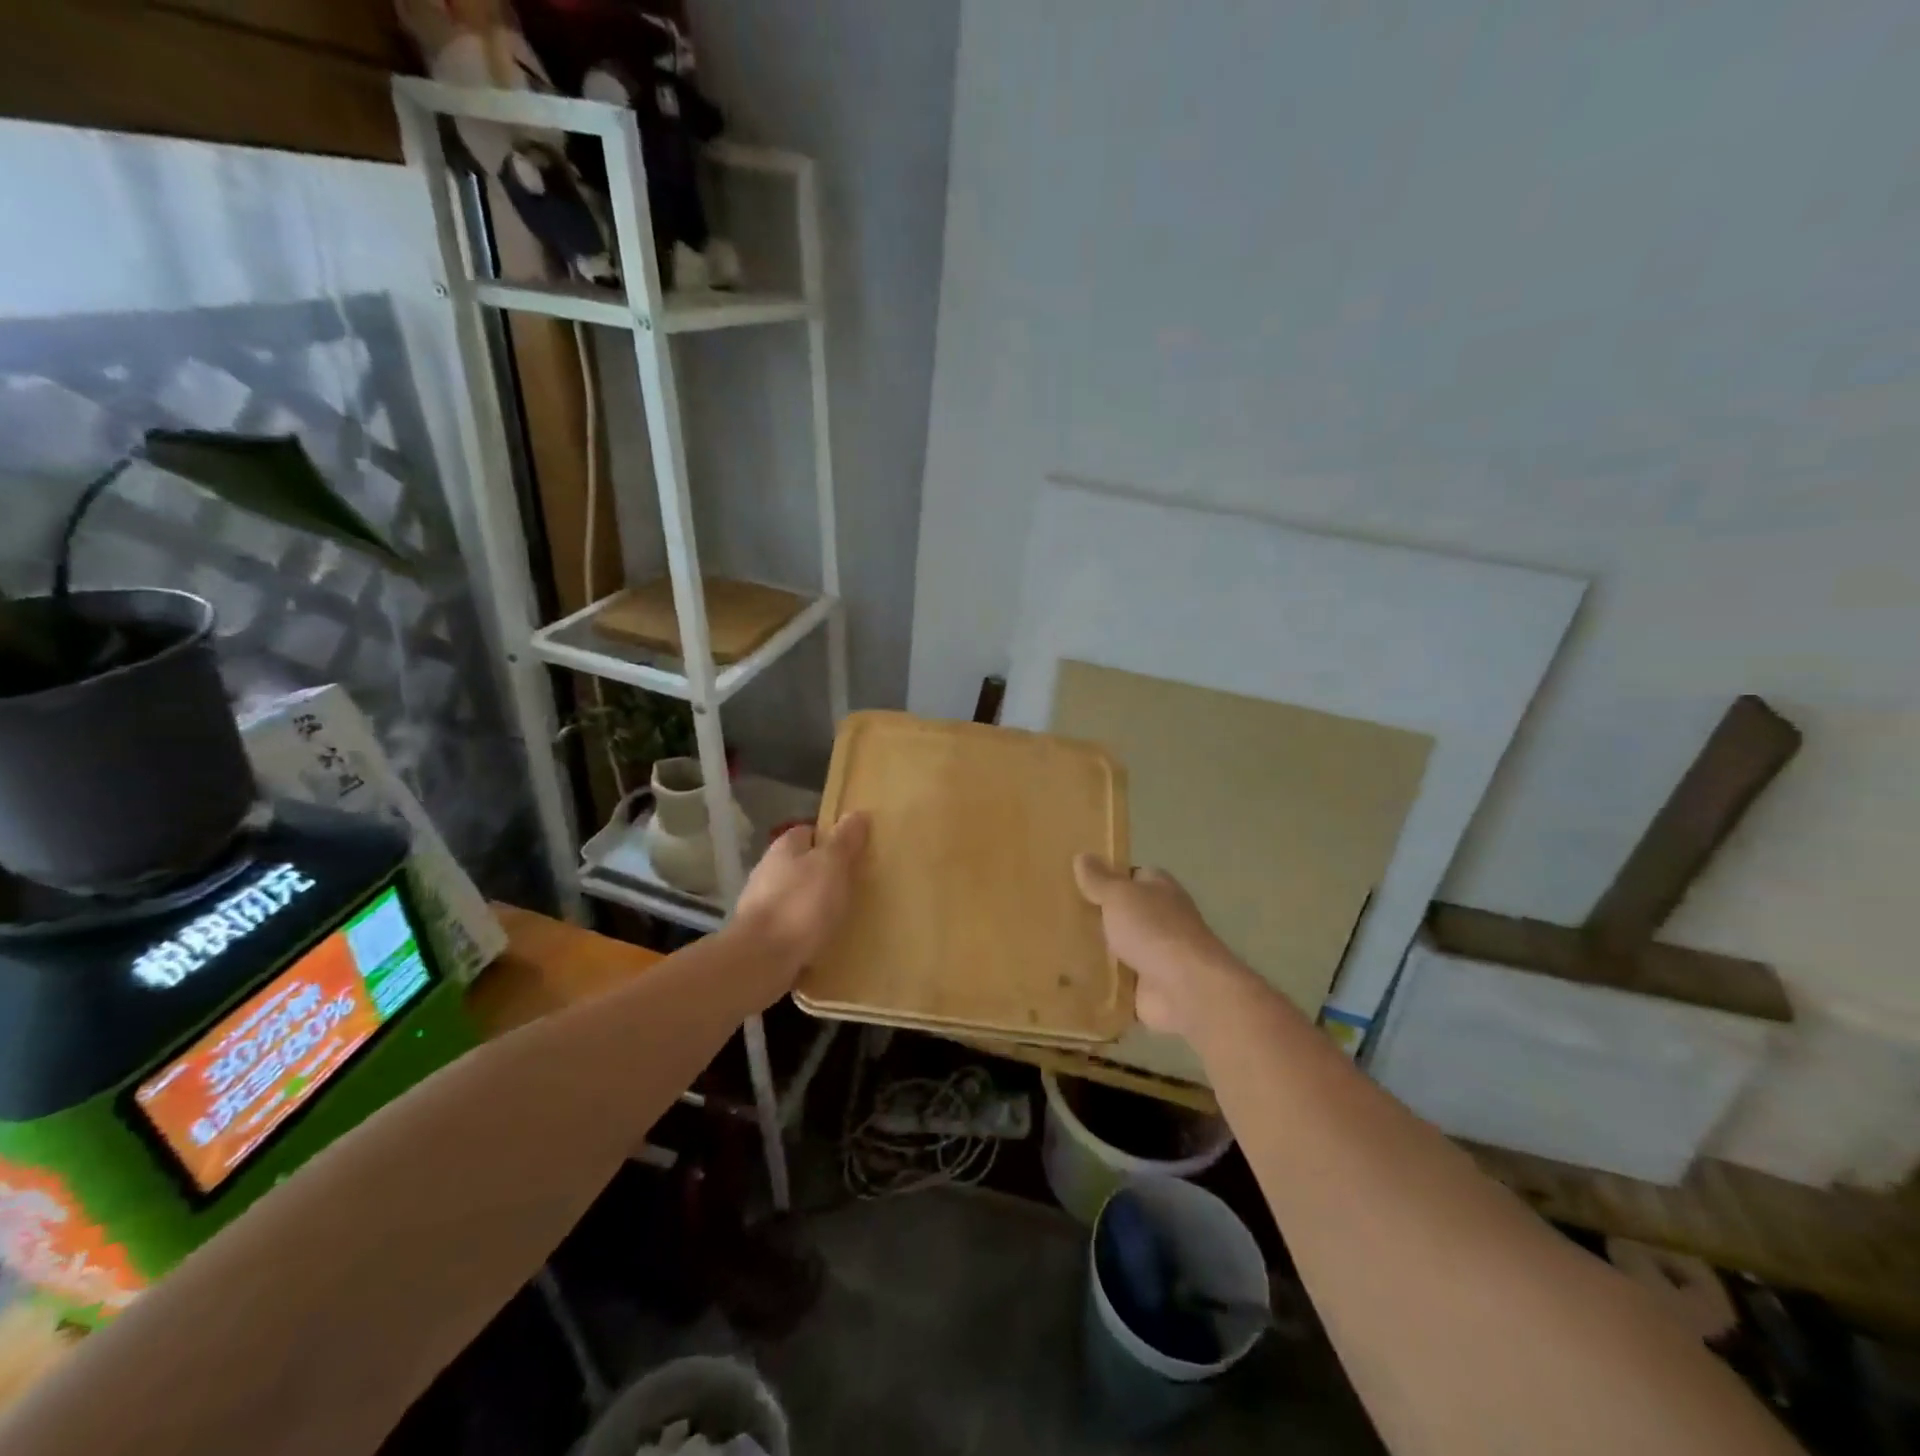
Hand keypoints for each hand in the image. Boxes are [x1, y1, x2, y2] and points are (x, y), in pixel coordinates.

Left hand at [731, 813, 869, 985]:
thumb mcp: (832, 865)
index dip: (831, 839)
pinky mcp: (760, 935)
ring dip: (813, 905)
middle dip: (823, 875)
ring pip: (794, 897)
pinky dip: (804, 931)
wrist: (760, 960)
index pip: (809, 832)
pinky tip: (822, 942)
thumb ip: (845, 840)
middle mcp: (768, 870)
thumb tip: (857, 813)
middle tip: (853, 887)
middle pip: (801, 865)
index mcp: (784, 847)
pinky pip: (789, 926)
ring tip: (841, 918)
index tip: (853, 853)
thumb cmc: (801, 904)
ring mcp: (760, 904)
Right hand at [1073, 855, 1240, 1034]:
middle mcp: (1161, 918)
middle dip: (1097, 915)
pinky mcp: (1147, 986)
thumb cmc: (1154, 929)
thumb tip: (1082, 856)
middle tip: (1058, 915)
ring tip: (1055, 946)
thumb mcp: (1119, 895)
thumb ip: (1099, 879)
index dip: (1108, 877)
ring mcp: (1156, 954)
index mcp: (1159, 889)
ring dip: (1096, 950)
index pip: (1133, 876)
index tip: (1077, 882)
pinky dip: (1100, 981)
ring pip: (1118, 947)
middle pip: (1123, 913)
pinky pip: (1116, 980)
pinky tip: (1071, 979)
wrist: (1185, 988)